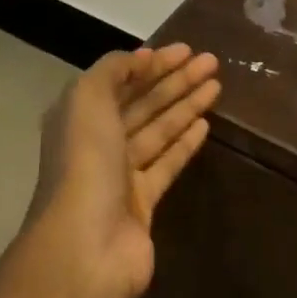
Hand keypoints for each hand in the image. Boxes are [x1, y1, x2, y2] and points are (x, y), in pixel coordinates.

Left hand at [0, 46, 219, 297]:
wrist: (86, 248)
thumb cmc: (85, 163)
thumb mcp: (88, 99)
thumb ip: (114, 69)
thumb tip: (143, 58)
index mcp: (79, 115)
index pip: (121, 79)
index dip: (152, 62)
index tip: (185, 49)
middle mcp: (98, 141)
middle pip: (143, 102)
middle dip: (175, 80)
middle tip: (212, 61)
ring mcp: (121, 174)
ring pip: (158, 129)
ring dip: (186, 105)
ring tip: (216, 85)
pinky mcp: (143, 203)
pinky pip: (167, 163)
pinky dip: (185, 142)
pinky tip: (206, 124)